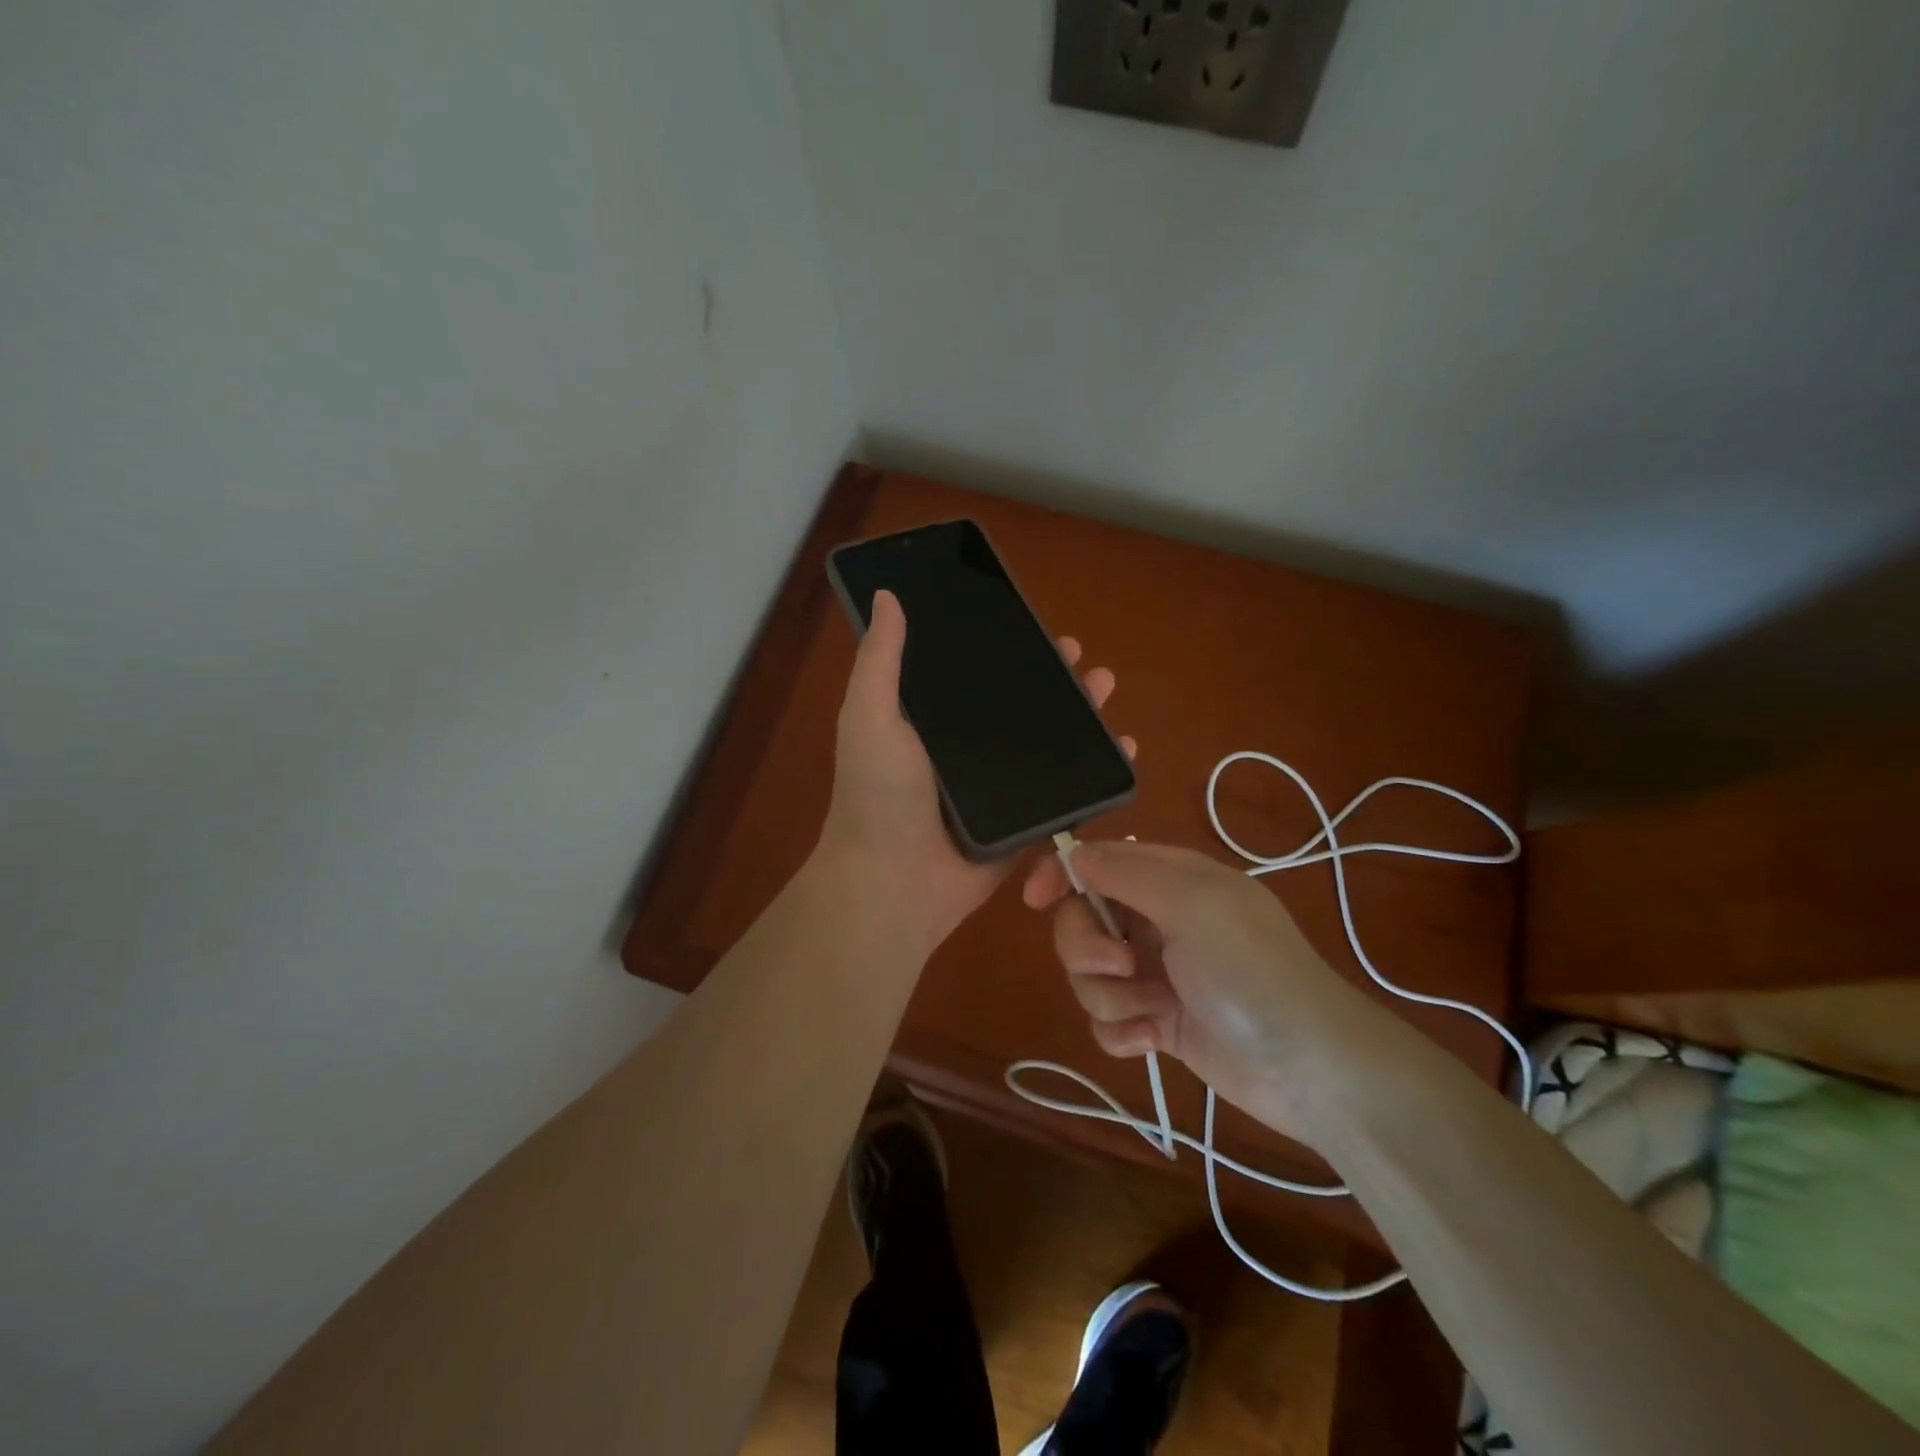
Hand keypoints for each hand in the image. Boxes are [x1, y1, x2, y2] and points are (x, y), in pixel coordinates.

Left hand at [819, 590, 1135, 952]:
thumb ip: (880, 659)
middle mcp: (967, 749)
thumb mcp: (869, 716)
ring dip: (1081, 714)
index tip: (1032, 623)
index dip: (1003, 647)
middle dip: (1052, 676)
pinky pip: (1066, 790)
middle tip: (1079, 656)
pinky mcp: (1025, 823)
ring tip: (1105, 685)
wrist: (894, 884)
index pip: (974, 673)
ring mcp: (999, 787)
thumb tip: (887, 594)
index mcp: (931, 722)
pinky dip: (1096, 770)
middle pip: (1019, 704)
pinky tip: (1124, 748)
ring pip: (1048, 742)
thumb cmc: (879, 796)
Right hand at [1022, 840, 1388, 1140]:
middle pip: (1082, 921)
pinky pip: (1107, 1020)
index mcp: (1169, 880)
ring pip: (1089, 975)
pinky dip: (1124, 1031)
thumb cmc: (1250, 969)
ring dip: (1110, 996)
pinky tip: (1154, 1041)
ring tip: (1153, 1010)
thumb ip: (1125, 873)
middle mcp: (1158, 921)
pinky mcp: (1158, 1022)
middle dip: (1087, 948)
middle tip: (1123, 966)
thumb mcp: (1192, 903)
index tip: (1036, 899)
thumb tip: (1073, 853)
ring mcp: (1157, 974)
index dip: (1061, 875)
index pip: (1097, 862)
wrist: (1310, 1067)